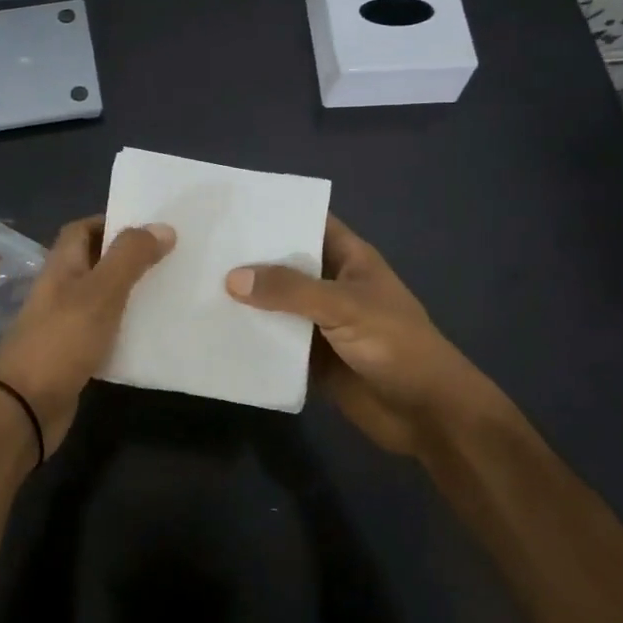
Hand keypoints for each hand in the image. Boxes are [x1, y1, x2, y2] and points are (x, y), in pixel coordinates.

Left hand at [0, 216, 175, 453]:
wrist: (24, 407)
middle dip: (128, 258)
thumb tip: (163, 226)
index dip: (111, 222)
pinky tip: (153, 334)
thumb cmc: (61, 339)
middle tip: (171, 257)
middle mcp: (61, 289)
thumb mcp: (101, 292)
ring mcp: (65, 323)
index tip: (149, 226)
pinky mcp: (74, 355)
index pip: (83, 229)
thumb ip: (130, 258)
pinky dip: (126, 329)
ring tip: (171, 290)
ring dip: (130, 293)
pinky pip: (104, 332)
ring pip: (102, 298)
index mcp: (62, 265)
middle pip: (95, 262)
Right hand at [225, 216, 512, 461]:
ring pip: (275, 303)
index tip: (230, 208)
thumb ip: (289, 290)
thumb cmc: (396, 344)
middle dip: (249, 257)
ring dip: (245, 300)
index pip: (307, 223)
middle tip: (198, 246)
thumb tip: (232, 278)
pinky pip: (275, 341)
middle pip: (284, 264)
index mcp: (348, 259)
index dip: (274, 214)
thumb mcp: (344, 306)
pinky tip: (213, 330)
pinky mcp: (310, 357)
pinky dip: (251, 337)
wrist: (427, 414)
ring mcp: (319, 322)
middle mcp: (330, 285)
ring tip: (194, 284)